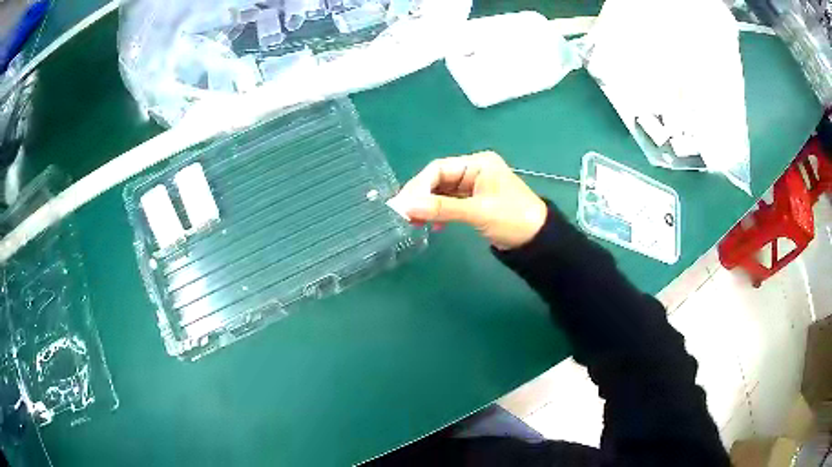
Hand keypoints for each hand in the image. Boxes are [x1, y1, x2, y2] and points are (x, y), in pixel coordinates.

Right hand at [388, 151, 547, 249]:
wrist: (538, 241)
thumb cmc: (513, 219)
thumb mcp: (478, 212)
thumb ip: (443, 209)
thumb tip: (406, 207)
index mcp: (478, 164)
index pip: (440, 168)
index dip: (419, 185)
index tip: (403, 204)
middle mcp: (474, 171)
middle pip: (439, 179)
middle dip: (421, 196)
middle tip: (403, 214)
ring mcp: (474, 187)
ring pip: (443, 193)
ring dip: (428, 206)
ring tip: (414, 222)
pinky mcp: (475, 202)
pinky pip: (450, 204)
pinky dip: (440, 213)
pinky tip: (433, 225)